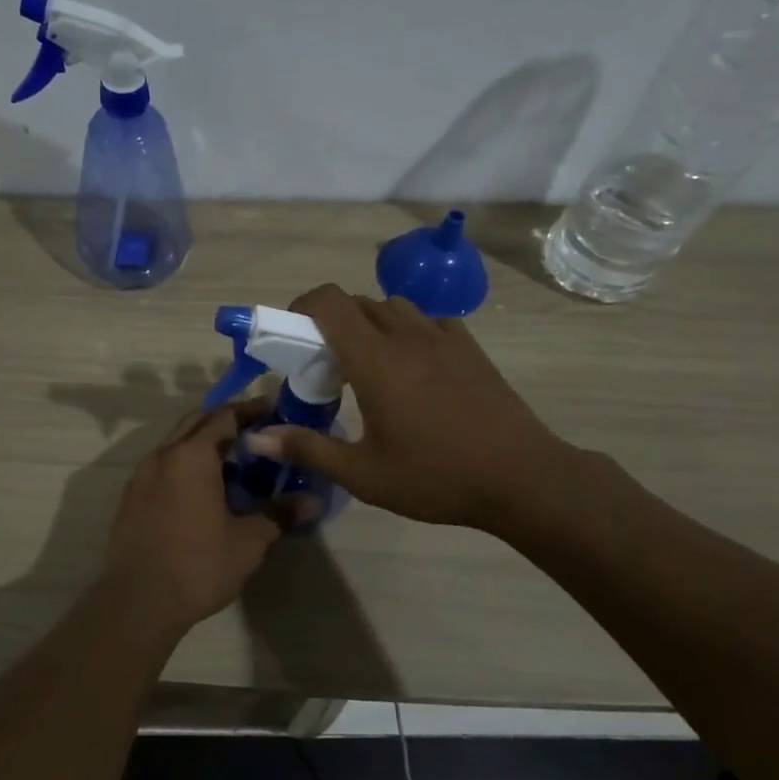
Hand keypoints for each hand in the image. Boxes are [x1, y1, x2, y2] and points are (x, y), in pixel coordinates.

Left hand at [99, 398, 312, 636]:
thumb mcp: (248, 541)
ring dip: (203, 445)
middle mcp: (163, 455)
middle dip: (225, 422)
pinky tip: (202, 492)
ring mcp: (141, 476)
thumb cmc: (198, 565)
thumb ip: (279, 514)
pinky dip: (184, 466)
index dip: (251, 410)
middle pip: (196, 422)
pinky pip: (162, 467)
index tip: (274, 409)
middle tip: (256, 435)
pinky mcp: (131, 498)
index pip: (225, 416)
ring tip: (233, 464)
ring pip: (176, 444)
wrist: (137, 602)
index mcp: (192, 455)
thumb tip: (314, 502)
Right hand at [240, 285, 581, 542]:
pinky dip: (407, 330)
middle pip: (356, 302)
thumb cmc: (436, 476)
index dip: (302, 305)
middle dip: (330, 322)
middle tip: (323, 363)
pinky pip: (427, 320)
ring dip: (369, 323)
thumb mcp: (363, 474)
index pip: (329, 301)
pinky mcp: (469, 347)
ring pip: (392, 307)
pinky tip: (412, 366)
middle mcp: (406, 335)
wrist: (522, 477)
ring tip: (367, 364)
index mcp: (375, 359)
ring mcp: (443, 337)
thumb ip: (307, 448)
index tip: (291, 335)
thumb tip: (255, 437)